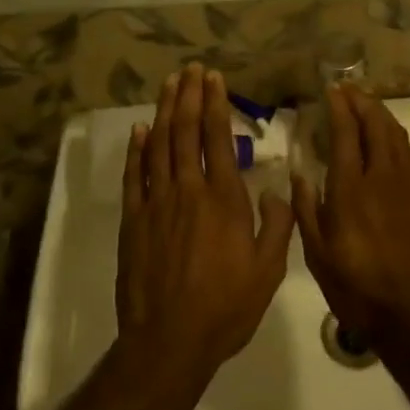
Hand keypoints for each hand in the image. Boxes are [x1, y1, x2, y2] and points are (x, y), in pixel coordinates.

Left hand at [117, 66, 294, 383]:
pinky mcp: (133, 220)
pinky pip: (134, 175)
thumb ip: (277, 226)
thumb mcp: (268, 271)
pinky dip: (137, 149)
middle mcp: (189, 190)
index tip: (214, 78)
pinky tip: (140, 130)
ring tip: (169, 84)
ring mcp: (156, 203)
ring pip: (160, 145)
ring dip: (165, 111)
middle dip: (189, 96)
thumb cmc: (226, 307)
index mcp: (224, 199)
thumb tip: (276, 190)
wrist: (169, 341)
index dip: (216, 104)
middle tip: (190, 69)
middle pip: (186, 132)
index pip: (218, 139)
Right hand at [288, 86, 409, 345]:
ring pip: (398, 138)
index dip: (340, 108)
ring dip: (383, 117)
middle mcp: (384, 178)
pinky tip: (392, 145)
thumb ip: (307, 211)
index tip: (333, 90)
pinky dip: (398, 140)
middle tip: (351, 89)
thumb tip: (300, 174)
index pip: (346, 134)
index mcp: (351, 189)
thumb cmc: (360, 289)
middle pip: (377, 126)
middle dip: (363, 102)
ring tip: (370, 107)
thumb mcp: (319, 256)